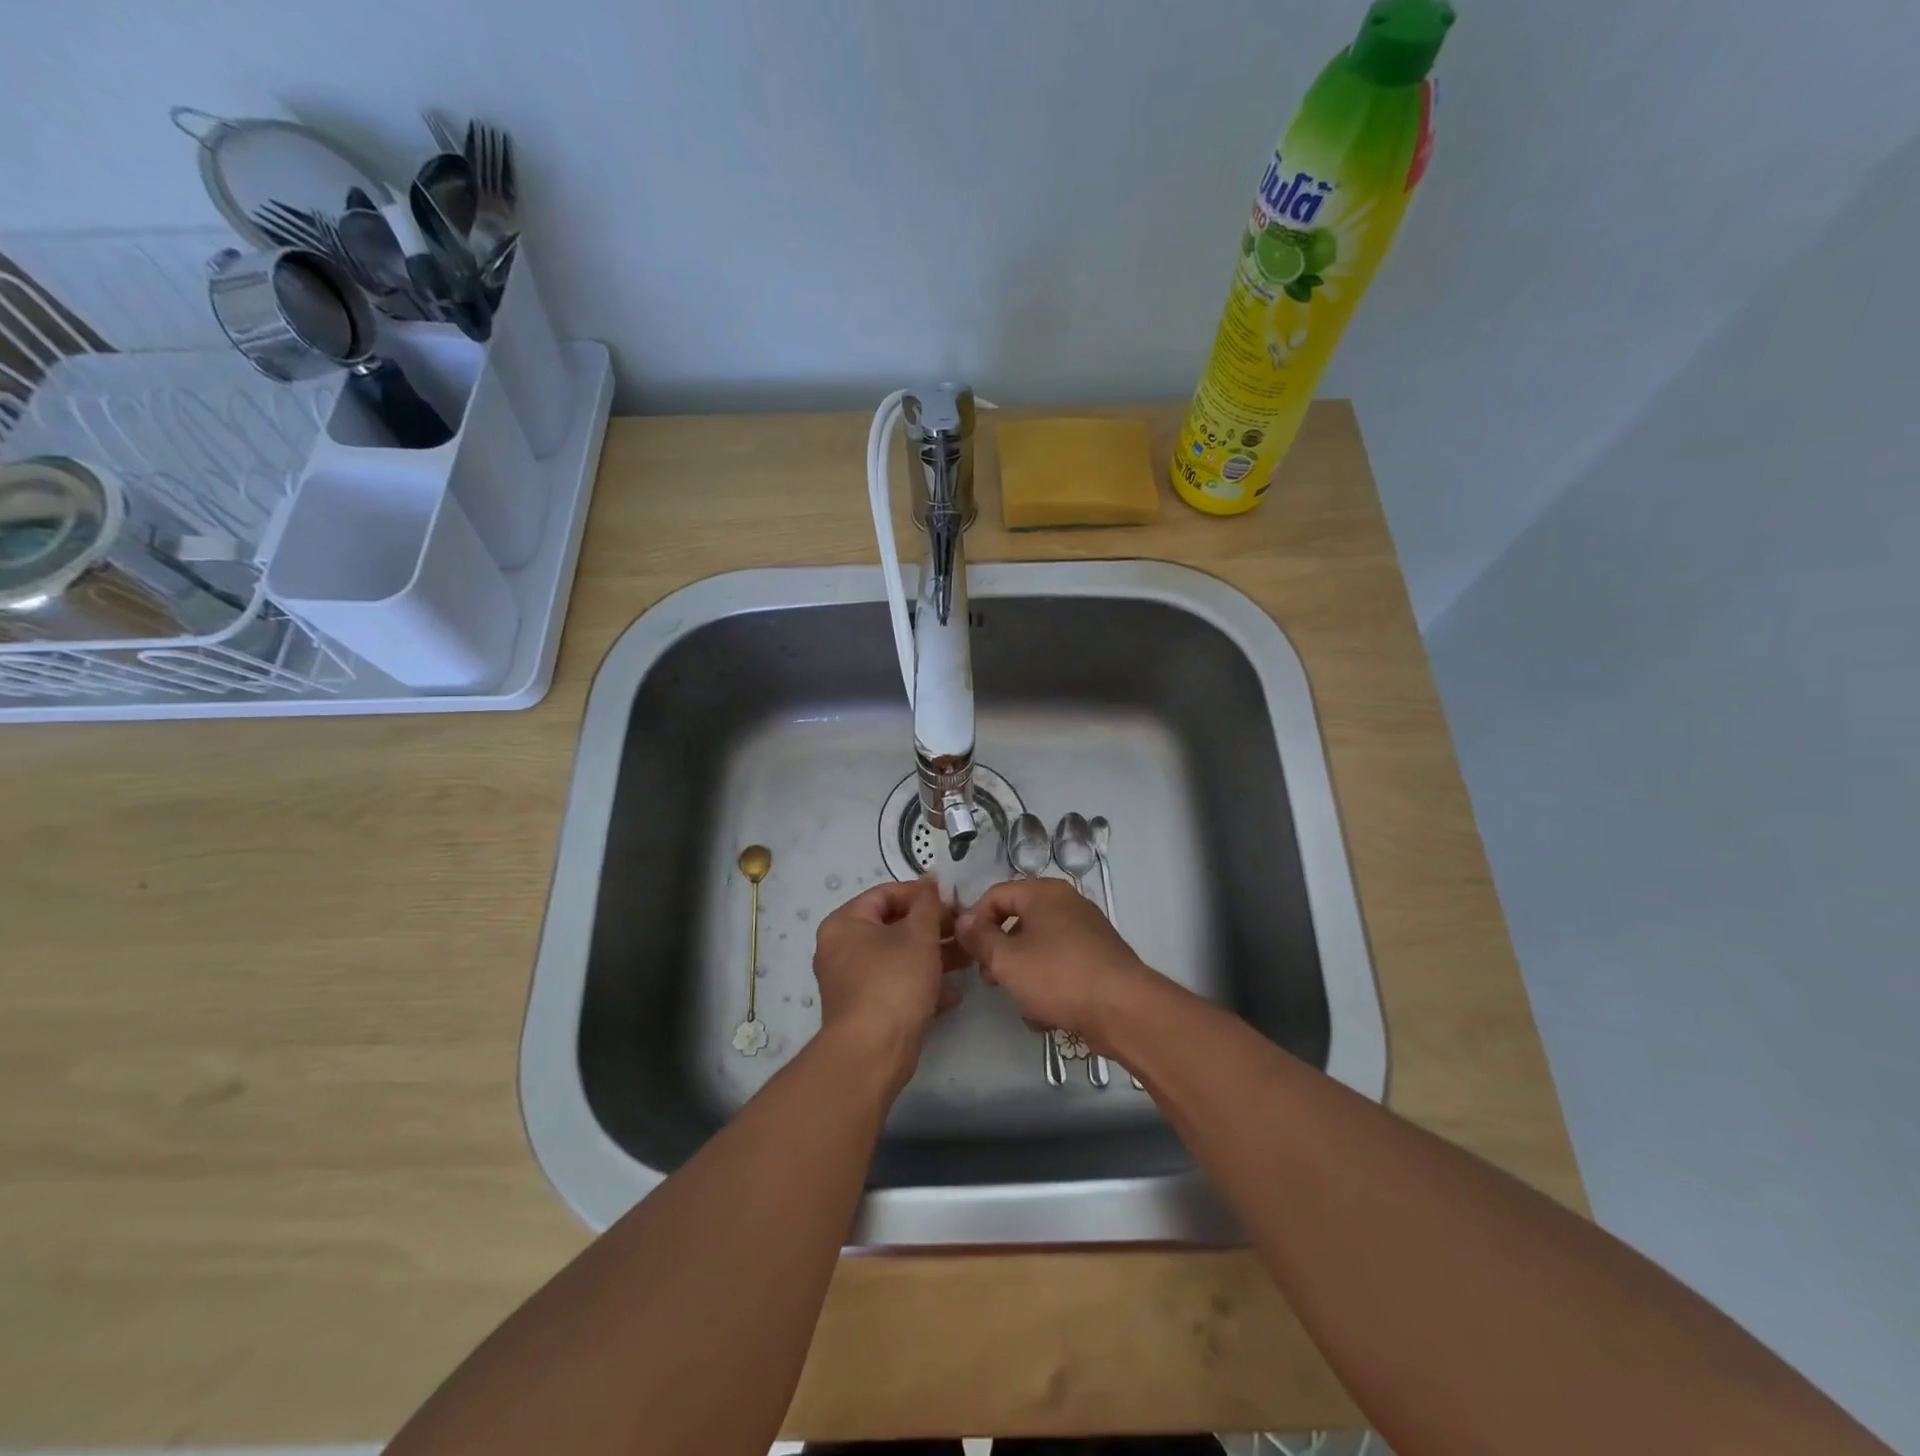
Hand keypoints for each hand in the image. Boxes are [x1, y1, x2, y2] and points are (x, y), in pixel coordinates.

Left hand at [812, 878, 967, 1082]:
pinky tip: (954, 994)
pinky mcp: (866, 1010)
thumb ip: (928, 904)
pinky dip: (923, 985)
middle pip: (893, 927)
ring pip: (899, 958)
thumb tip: (930, 880)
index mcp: (845, 924)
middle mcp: (842, 949)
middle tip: (964, 930)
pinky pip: (897, 986)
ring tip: (969, 959)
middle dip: (933, 928)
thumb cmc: (893, 982)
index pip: (885, 894)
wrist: (872, 1053)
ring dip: (934, 957)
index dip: (921, 894)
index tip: (953, 901)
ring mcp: (853, 982)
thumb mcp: (918, 935)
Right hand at [954, 878, 1157, 1051]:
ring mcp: (1086, 930)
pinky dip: (1049, 984)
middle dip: (1000, 951)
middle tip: (990, 979)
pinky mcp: (1098, 958)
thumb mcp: (1007, 960)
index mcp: (1043, 893)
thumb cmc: (1058, 976)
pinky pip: (1061, 964)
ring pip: (1039, 947)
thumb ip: (979, 938)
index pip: (995, 895)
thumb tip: (963, 920)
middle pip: (1018, 920)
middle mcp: (1066, 903)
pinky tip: (1046, 1014)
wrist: (1124, 1010)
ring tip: (1021, 1003)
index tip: (966, 952)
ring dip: (1023, 973)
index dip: (975, 921)